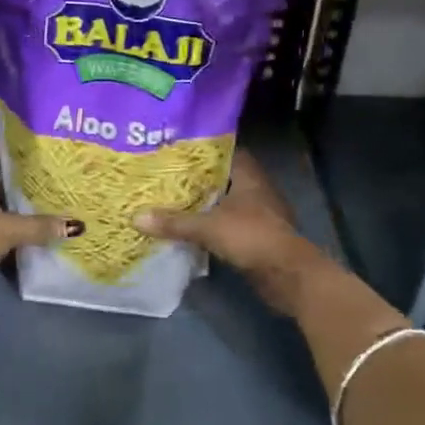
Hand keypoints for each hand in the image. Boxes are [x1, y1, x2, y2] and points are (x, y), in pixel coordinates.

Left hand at [0, 140, 73, 313]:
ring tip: (42, 208)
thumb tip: (76, 225)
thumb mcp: (8, 229)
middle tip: (46, 180)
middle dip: (15, 179)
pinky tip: (23, 239)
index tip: (34, 150)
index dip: (7, 145)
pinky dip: (0, 232)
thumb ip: (40, 226)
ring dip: (8, 208)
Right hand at [134, 151, 316, 311]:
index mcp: (249, 175)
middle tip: (168, 178)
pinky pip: (231, 224)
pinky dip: (215, 226)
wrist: (288, 274)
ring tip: (174, 202)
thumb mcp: (208, 227)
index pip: (226, 152)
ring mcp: (260, 214)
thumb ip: (175, 222)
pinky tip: (192, 230)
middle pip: (224, 178)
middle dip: (199, 179)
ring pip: (228, 203)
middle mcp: (257, 189)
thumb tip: (136, 217)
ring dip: (207, 205)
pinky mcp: (259, 237)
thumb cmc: (251, 236)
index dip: (204, 151)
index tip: (178, 152)